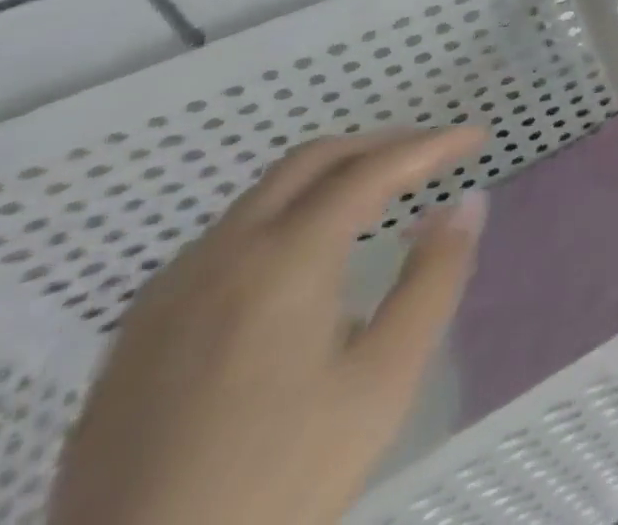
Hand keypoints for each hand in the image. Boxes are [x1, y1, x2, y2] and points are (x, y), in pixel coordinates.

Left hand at [50, 127, 488, 524]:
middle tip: (433, 155)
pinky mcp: (138, 337)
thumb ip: (435, 277)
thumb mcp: (386, 377)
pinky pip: (224, 240)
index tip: (479, 138)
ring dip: (330, 179)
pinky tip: (304, 259)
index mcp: (284, 260)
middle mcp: (220, 257)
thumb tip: (468, 203)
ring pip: (262, 197)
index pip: (373, 170)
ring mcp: (167, 297)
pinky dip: (284, 217)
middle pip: (310, 162)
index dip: (433, 146)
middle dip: (380, 145)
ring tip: (380, 199)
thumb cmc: (280, 478)